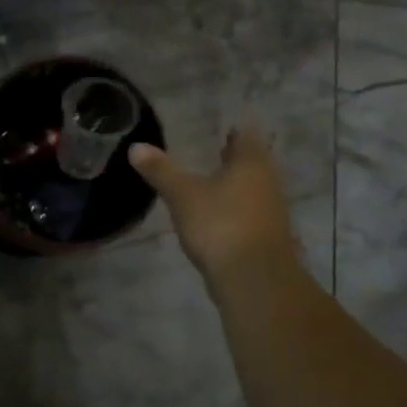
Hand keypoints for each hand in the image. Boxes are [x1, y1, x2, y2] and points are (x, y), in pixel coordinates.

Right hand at [130, 129, 304, 288]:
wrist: (254, 279)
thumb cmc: (220, 224)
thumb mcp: (182, 195)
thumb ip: (160, 170)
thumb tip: (136, 146)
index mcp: (251, 163)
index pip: (246, 136)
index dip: (234, 131)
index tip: (220, 128)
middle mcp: (268, 182)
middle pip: (252, 163)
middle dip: (234, 158)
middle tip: (212, 150)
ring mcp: (271, 212)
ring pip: (253, 189)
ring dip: (235, 185)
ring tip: (209, 182)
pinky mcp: (266, 238)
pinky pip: (249, 213)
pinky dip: (234, 209)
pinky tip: (215, 216)